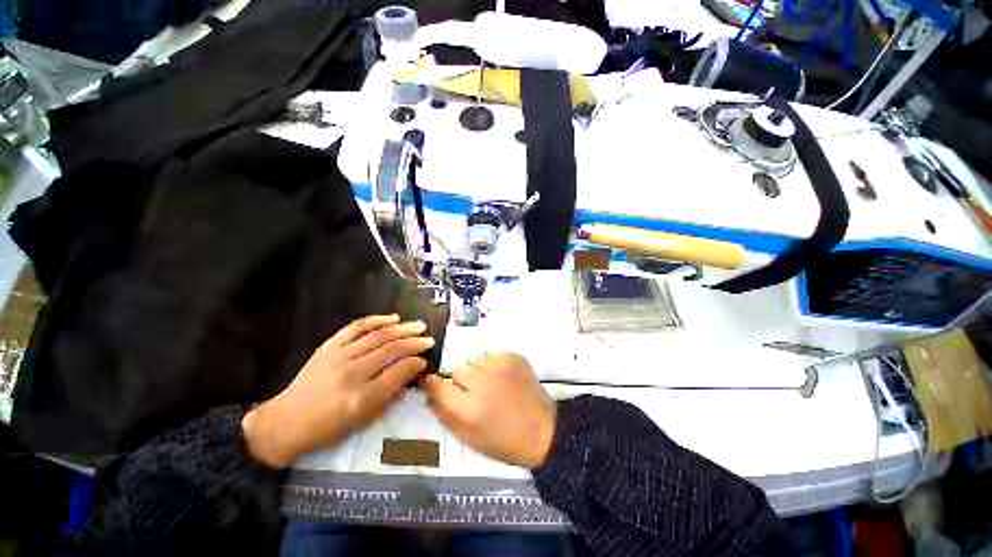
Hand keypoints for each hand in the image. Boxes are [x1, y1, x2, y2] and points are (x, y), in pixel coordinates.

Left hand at [242, 315, 434, 466]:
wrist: (285, 422)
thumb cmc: (327, 429)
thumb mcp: (363, 421)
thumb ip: (390, 395)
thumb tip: (411, 374)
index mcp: (362, 398)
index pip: (398, 372)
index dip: (416, 363)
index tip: (425, 360)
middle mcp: (352, 373)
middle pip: (392, 350)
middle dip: (415, 343)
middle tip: (429, 339)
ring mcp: (339, 356)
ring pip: (379, 335)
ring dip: (402, 329)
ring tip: (418, 326)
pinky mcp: (329, 346)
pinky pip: (357, 327)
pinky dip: (377, 320)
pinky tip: (393, 318)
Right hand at [421, 352, 555, 468]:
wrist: (542, 430)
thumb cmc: (503, 440)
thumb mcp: (468, 437)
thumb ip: (444, 413)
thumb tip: (429, 390)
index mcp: (468, 408)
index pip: (438, 385)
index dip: (434, 384)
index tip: (434, 383)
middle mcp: (481, 382)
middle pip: (458, 370)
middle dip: (461, 381)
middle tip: (474, 393)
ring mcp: (499, 366)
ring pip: (474, 361)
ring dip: (477, 371)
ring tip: (491, 385)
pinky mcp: (512, 357)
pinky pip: (491, 356)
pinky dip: (493, 365)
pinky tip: (503, 378)